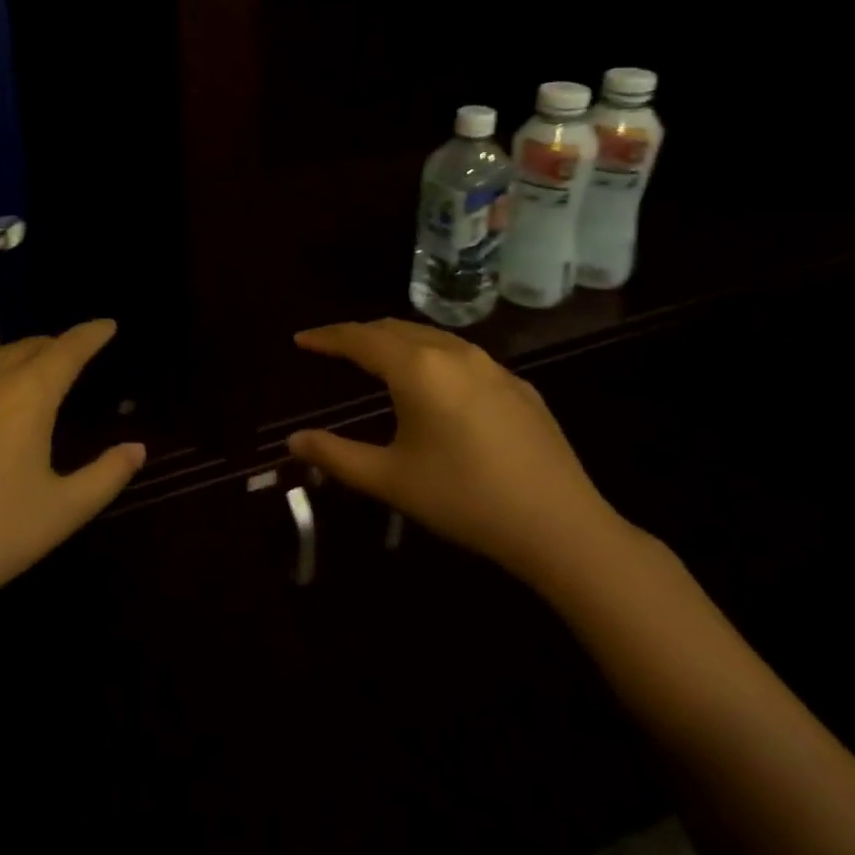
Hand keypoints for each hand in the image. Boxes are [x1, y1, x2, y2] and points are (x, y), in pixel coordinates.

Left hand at [0, 320, 144, 632]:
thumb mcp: (63, 511)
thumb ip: (107, 475)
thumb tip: (136, 449)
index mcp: (26, 396)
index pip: (67, 349)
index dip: (90, 334)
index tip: (107, 325)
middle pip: (27, 347)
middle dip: (54, 347)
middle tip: (71, 359)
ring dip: (15, 365)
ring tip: (26, 386)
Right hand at [288, 319, 628, 588]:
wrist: (561, 526)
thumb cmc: (464, 499)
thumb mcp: (391, 480)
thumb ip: (336, 455)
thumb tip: (293, 440)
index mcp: (416, 368)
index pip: (359, 338)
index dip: (326, 337)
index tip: (301, 339)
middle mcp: (452, 352)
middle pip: (394, 329)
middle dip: (359, 335)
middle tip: (333, 349)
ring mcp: (491, 366)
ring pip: (431, 337)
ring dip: (396, 342)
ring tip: (377, 359)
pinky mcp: (518, 385)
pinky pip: (463, 357)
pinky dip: (433, 357)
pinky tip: (436, 386)